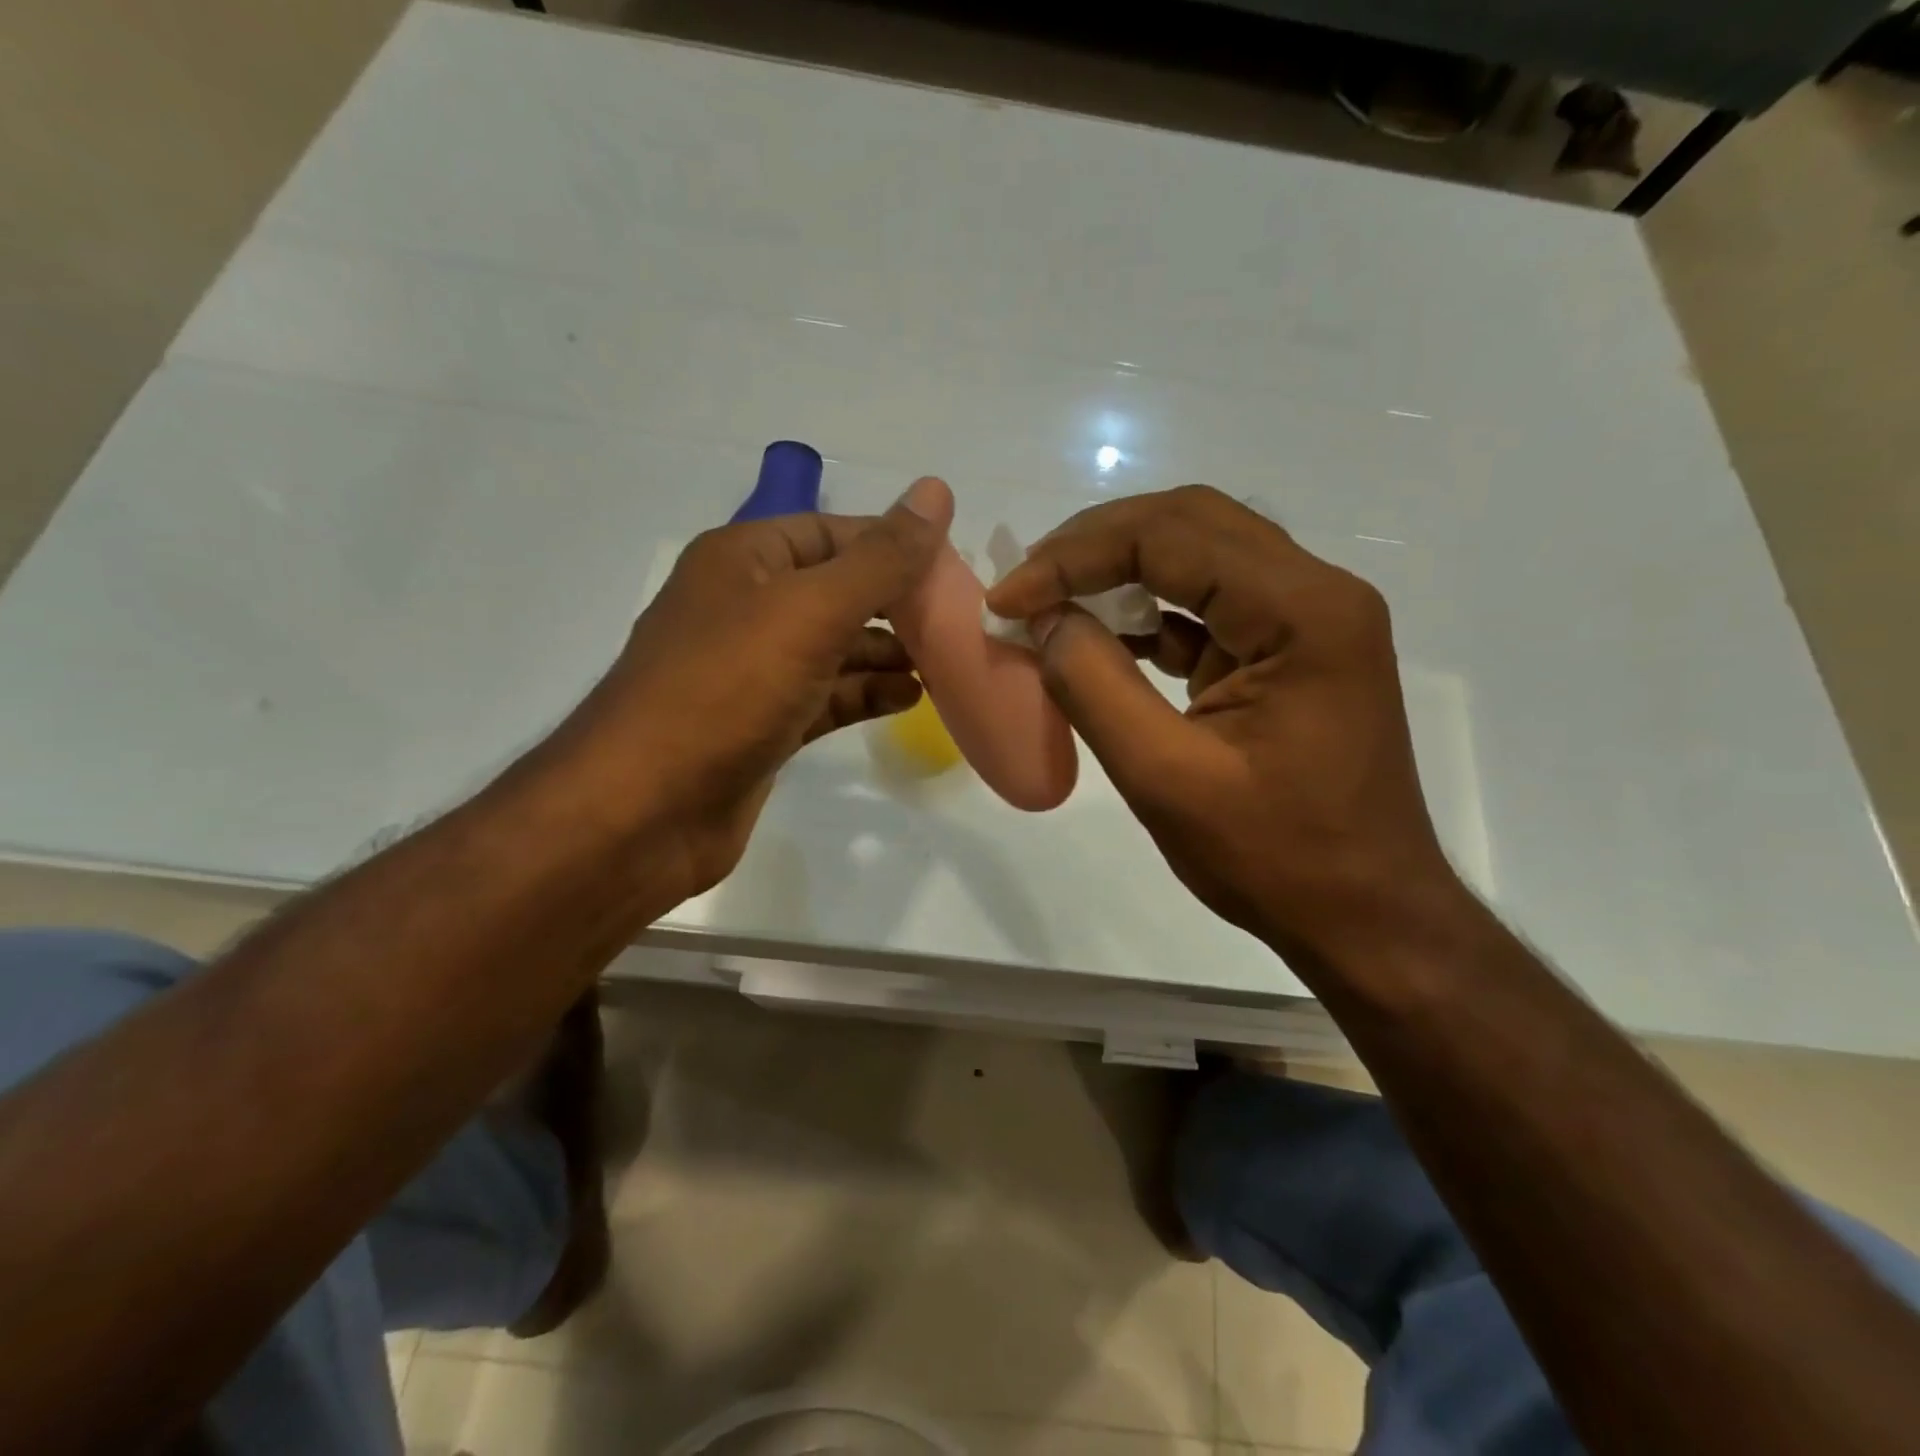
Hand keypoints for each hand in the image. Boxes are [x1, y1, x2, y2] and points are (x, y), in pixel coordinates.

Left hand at [555, 476, 950, 903]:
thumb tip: (936, 491)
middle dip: (896, 603)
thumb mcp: (811, 611)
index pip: (833, 532)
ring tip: (945, 662)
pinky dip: (865, 693)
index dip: (894, 543)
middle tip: (959, 620)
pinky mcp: (763, 725)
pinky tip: (910, 698)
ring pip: (834, 648)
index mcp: (745, 560)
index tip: (956, 566)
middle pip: (837, 591)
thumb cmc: (726, 689)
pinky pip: (826, 696)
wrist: (646, 809)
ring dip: (887, 651)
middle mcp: (746, 607)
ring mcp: (753, 671)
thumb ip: (880, 558)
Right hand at [984, 484, 1465, 965]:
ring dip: (1119, 571)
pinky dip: (1147, 612)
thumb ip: (1096, 687)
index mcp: (1303, 611)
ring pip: (1199, 554)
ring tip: (1050, 603)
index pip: (1172, 536)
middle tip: (1026, 584)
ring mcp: (1308, 619)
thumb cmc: (1277, 859)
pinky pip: (1209, 603)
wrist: (1365, 917)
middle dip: (1095, 545)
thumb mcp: (1167, 779)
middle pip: (1190, 523)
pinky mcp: (1289, 650)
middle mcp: (1317, 592)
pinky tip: (1100, 637)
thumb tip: (1044, 620)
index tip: (1007, 599)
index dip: (1075, 557)